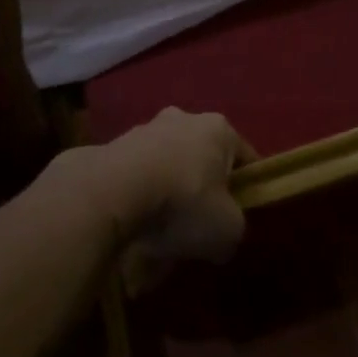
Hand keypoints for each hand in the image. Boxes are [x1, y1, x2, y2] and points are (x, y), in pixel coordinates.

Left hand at [46, 108, 253, 261]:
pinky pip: (137, 174)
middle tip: (198, 224)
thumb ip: (234, 228)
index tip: (238, 215)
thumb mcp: (227, 229)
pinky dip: (140, 195)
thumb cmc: (183, 202)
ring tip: (160, 232)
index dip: (245, 188)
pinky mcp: (113, 146)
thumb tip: (222, 237)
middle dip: (202, 187)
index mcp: (219, 129)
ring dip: (168, 191)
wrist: (111, 192)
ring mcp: (145, 129)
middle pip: (202, 158)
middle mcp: (184, 119)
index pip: (244, 157)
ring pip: (168, 164)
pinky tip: (134, 225)